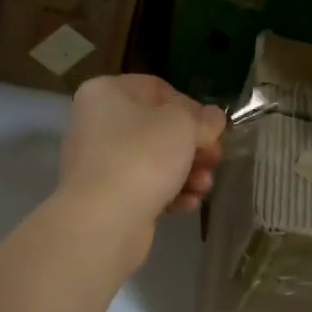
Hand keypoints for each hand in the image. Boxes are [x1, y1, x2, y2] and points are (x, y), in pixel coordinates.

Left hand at [58, 75, 225, 224]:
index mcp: (106, 92)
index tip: (211, 129)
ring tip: (203, 187)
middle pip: (157, 127)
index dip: (190, 107)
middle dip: (192, 146)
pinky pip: (143, 186)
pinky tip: (187, 204)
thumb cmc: (141, 158)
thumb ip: (203, 118)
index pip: (157, 89)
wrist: (102, 223)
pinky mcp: (105, 196)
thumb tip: (212, 118)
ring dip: (185, 171)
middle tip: (214, 160)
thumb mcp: (183, 126)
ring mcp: (99, 161)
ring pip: (153, 159)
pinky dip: (168, 192)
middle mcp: (97, 122)